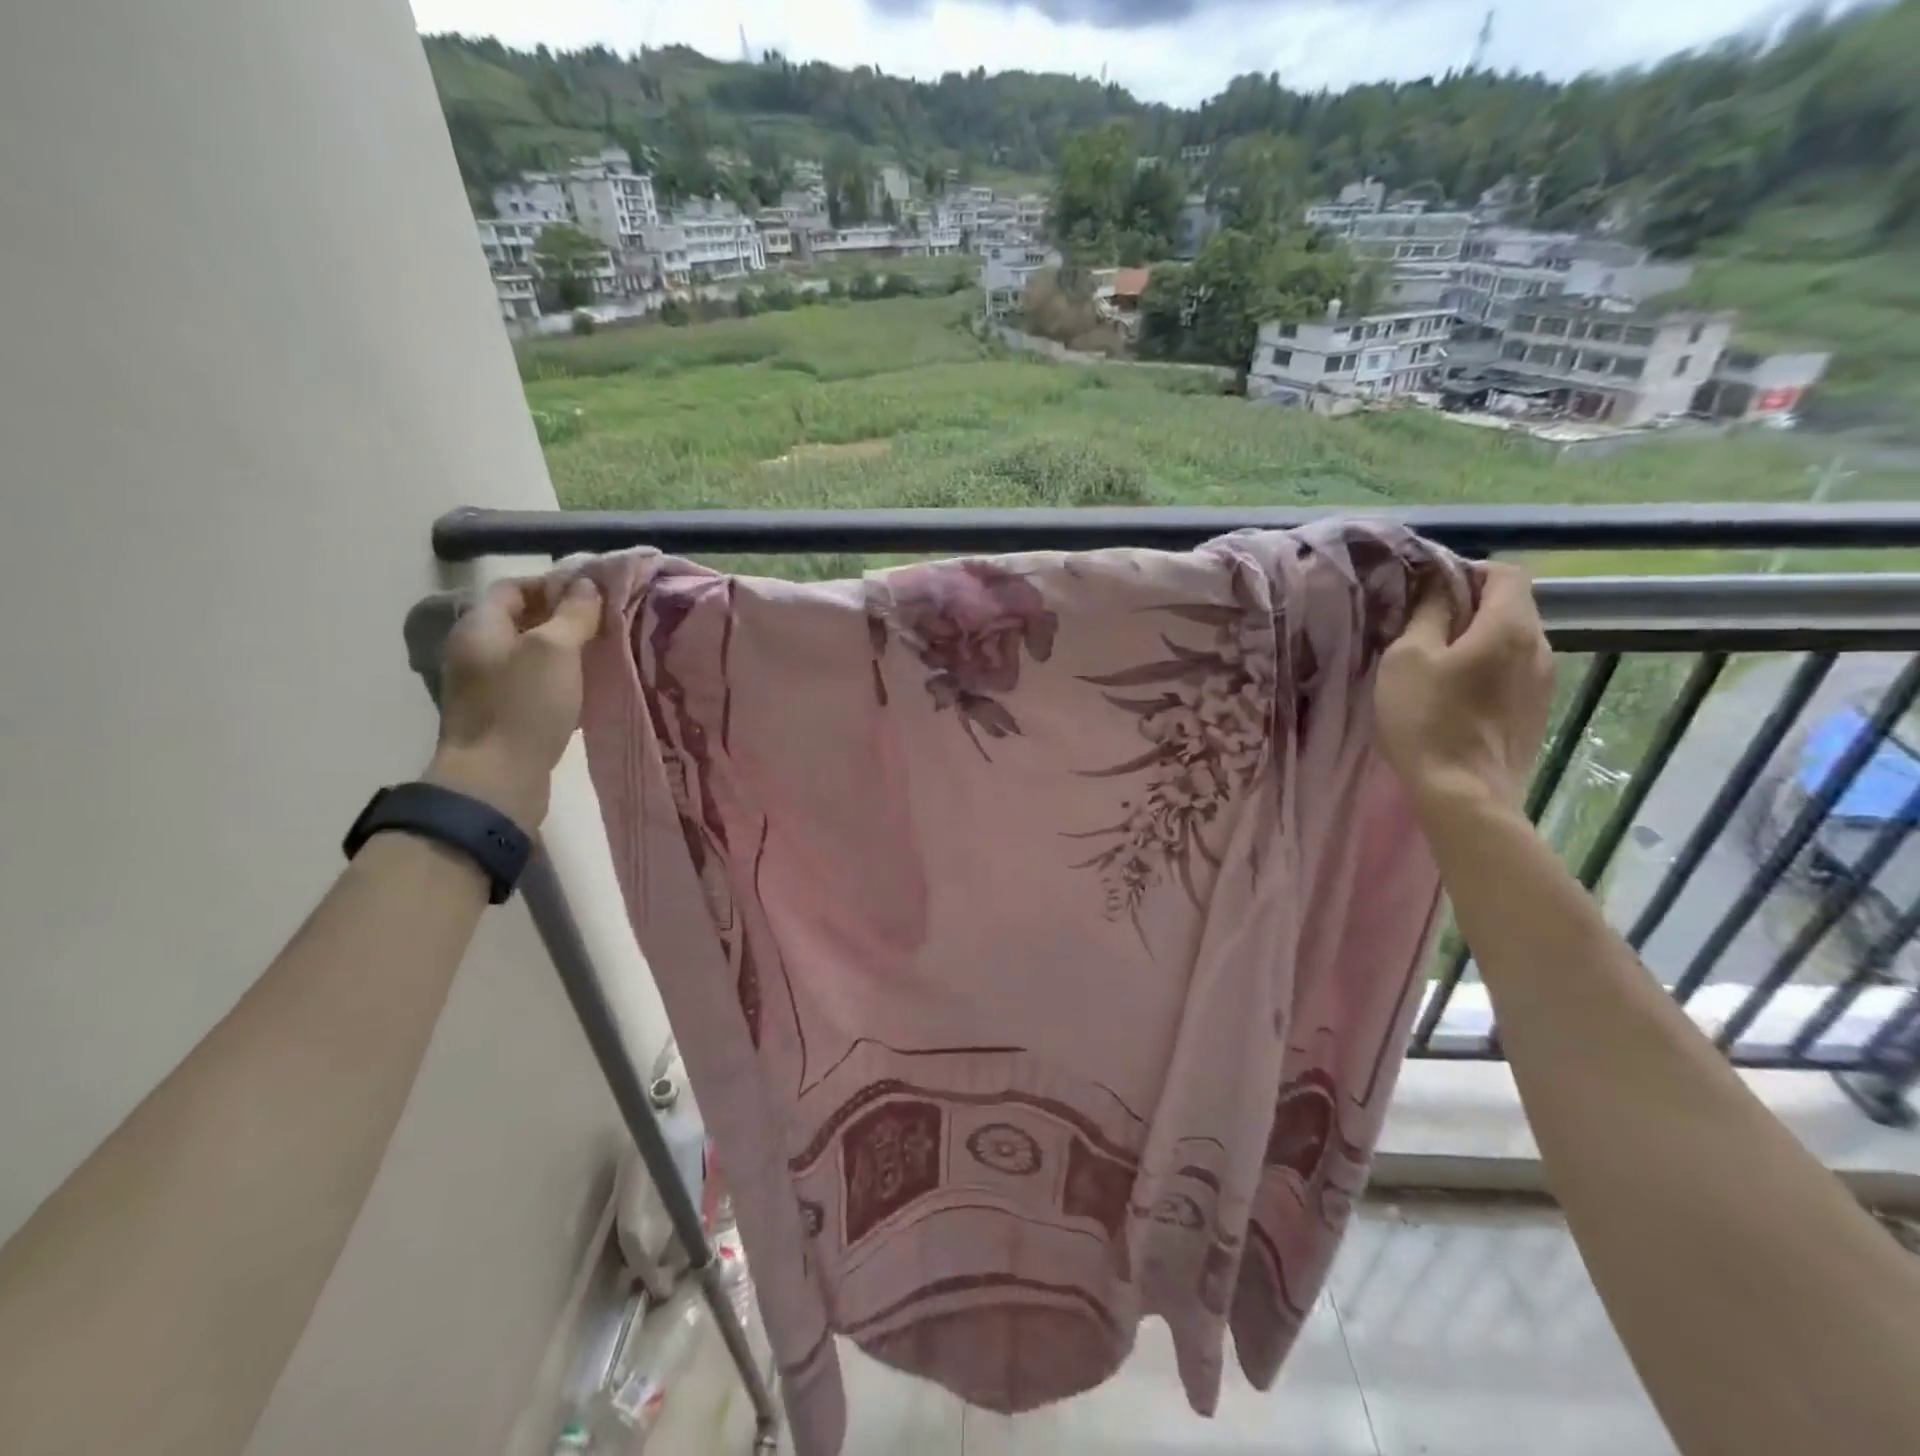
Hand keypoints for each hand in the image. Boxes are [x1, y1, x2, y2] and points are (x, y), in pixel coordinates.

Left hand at [424, 575, 601, 828]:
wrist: (496, 780)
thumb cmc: (524, 706)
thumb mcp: (555, 650)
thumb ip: (573, 614)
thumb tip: (586, 586)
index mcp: (481, 626)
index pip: (514, 587)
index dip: (553, 583)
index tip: (594, 593)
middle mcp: (477, 650)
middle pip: (522, 619)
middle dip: (564, 616)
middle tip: (607, 622)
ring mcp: (487, 685)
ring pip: (532, 654)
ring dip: (566, 650)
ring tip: (605, 652)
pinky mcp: (502, 715)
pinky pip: (534, 684)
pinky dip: (562, 679)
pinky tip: (589, 688)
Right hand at [1375, 563, 1554, 816]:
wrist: (1464, 793)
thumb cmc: (1428, 719)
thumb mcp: (1407, 658)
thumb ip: (1426, 613)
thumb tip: (1437, 585)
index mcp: (1510, 626)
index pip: (1505, 572)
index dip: (1466, 572)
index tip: (1428, 591)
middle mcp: (1540, 647)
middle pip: (1511, 607)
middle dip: (1469, 607)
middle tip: (1422, 628)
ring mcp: (1543, 683)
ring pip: (1511, 642)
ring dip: (1477, 641)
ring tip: (1436, 664)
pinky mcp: (1536, 713)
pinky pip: (1513, 673)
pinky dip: (1486, 669)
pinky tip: (1454, 695)